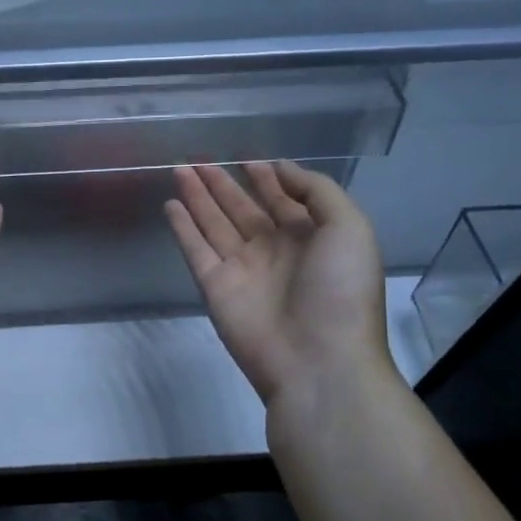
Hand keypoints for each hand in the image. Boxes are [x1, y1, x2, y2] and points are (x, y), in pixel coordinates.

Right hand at [165, 162, 393, 402]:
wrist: (318, 361)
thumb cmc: (341, 291)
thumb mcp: (349, 229)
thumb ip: (317, 191)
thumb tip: (279, 168)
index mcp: (310, 239)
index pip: (283, 201)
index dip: (266, 179)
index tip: (248, 159)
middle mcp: (273, 251)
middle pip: (242, 209)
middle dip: (222, 184)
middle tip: (199, 159)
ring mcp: (242, 269)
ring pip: (214, 224)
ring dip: (198, 197)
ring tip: (179, 169)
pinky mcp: (215, 287)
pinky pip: (195, 249)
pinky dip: (182, 227)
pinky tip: (171, 204)